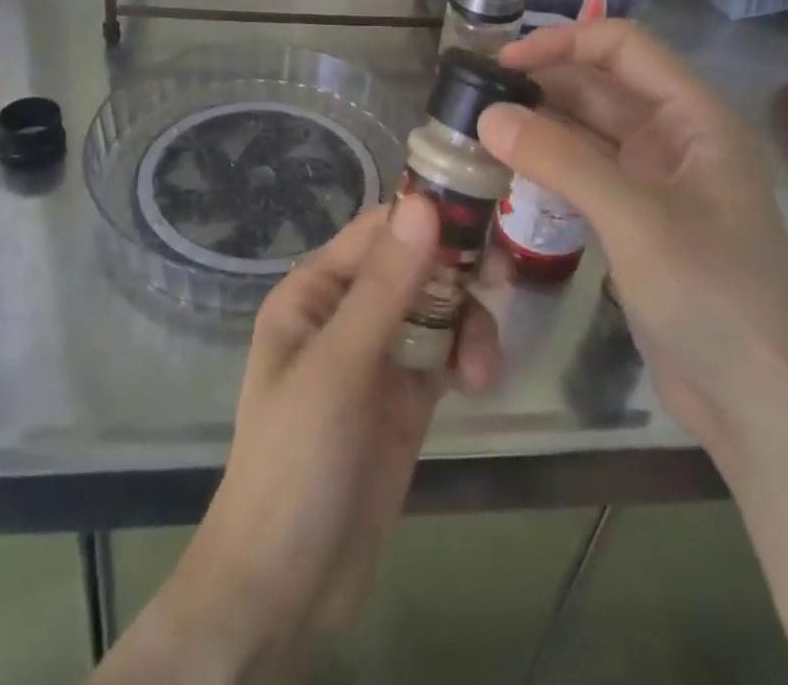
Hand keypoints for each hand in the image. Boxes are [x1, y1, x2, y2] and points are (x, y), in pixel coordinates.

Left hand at [99, 196, 501, 680]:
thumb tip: (424, 201)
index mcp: (317, 289)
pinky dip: (469, 357)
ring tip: (482, 369)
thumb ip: (385, 286)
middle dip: (458, 272)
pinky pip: (448, 352)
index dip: (428, 216)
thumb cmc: (296, 459)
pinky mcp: (408, 395)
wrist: (286, 585)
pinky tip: (480, 383)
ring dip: (469, 324)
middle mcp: (349, 310)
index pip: (379, 230)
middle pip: (417, 264)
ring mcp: (380, 353)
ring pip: (439, 308)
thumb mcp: (338, 366)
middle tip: (501, 280)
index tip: (484, 216)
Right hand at [477, 19, 787, 454]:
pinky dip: (546, 164)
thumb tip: (488, 114)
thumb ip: (561, 160)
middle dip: (542, 84)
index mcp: (695, 117)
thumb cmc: (712, 297)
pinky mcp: (634, 218)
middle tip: (475, 95)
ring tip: (479, 128)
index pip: (623, 48)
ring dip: (539, 124)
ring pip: (586, 130)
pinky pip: (583, 172)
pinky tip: (506, 168)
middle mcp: (675, 138)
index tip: (505, 62)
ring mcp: (654, 180)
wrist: (760, 407)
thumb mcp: (635, 219)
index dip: (563, 43)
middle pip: (600, 86)